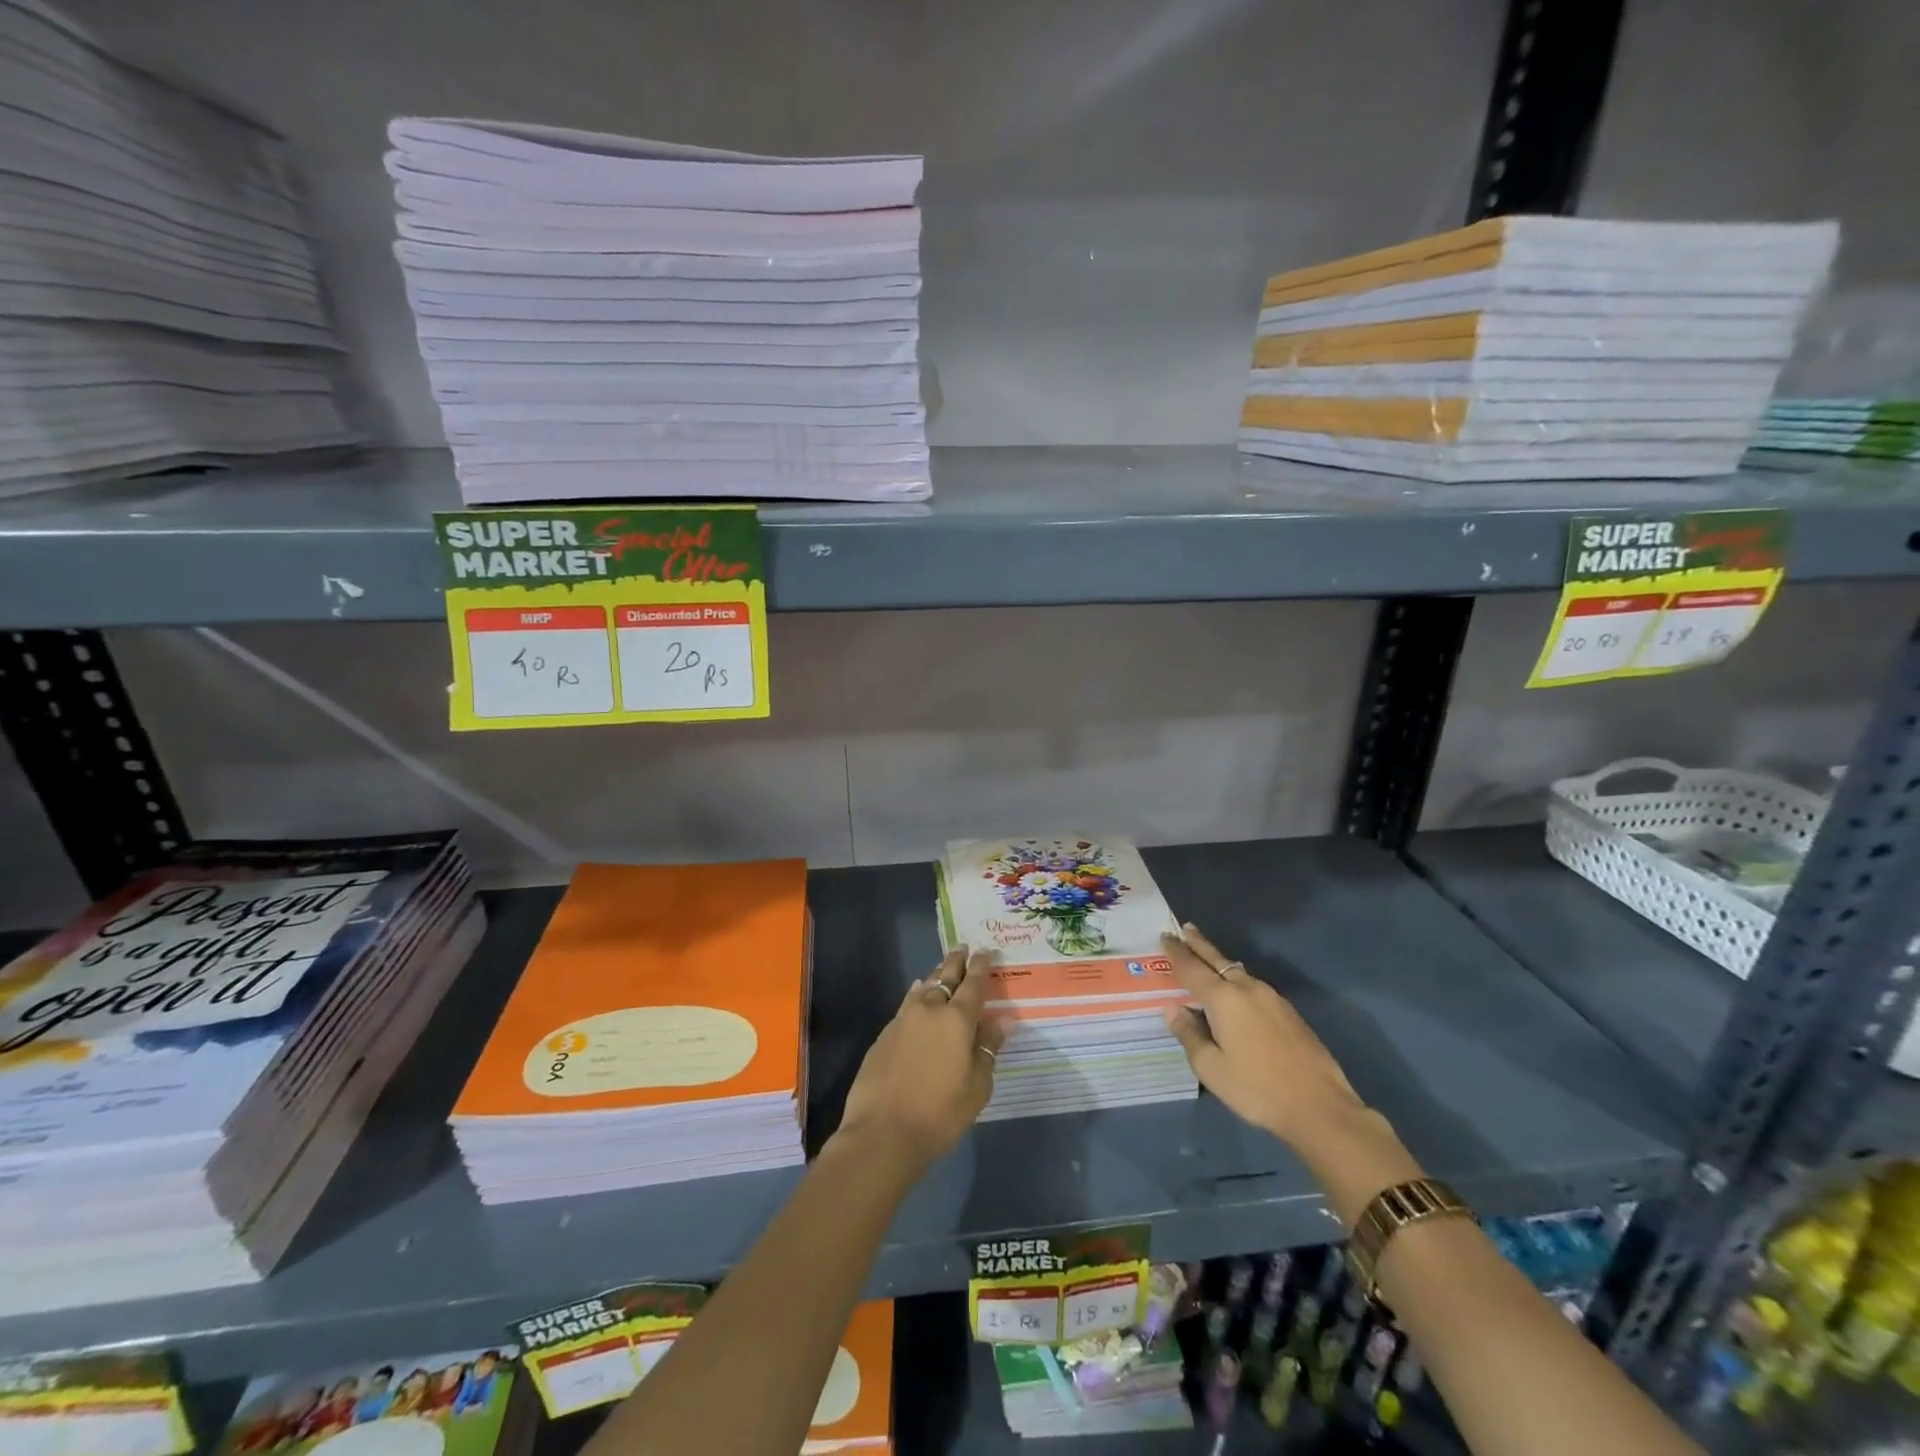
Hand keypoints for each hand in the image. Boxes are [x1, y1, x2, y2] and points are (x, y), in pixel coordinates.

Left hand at [834, 946, 1004, 1170]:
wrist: (882, 1132)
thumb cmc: (940, 1113)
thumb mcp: (977, 1086)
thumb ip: (988, 1048)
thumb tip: (1002, 1020)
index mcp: (957, 1020)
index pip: (973, 984)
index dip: (980, 966)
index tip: (985, 951)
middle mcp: (930, 1010)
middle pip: (945, 977)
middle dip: (956, 962)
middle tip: (963, 948)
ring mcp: (903, 1019)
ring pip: (924, 987)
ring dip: (936, 976)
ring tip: (943, 968)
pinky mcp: (885, 1034)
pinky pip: (907, 1003)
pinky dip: (917, 994)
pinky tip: (918, 995)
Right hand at [1160, 923, 1367, 1150]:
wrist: (1320, 1107)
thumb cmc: (1257, 1088)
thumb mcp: (1211, 1067)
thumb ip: (1188, 1034)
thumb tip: (1172, 1008)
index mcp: (1224, 998)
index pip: (1192, 968)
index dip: (1176, 952)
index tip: (1165, 936)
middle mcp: (1247, 988)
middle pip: (1217, 959)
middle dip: (1199, 944)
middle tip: (1185, 928)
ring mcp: (1272, 998)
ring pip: (1237, 971)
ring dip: (1218, 961)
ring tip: (1205, 957)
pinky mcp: (1288, 1012)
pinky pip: (1252, 985)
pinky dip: (1235, 978)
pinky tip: (1234, 990)